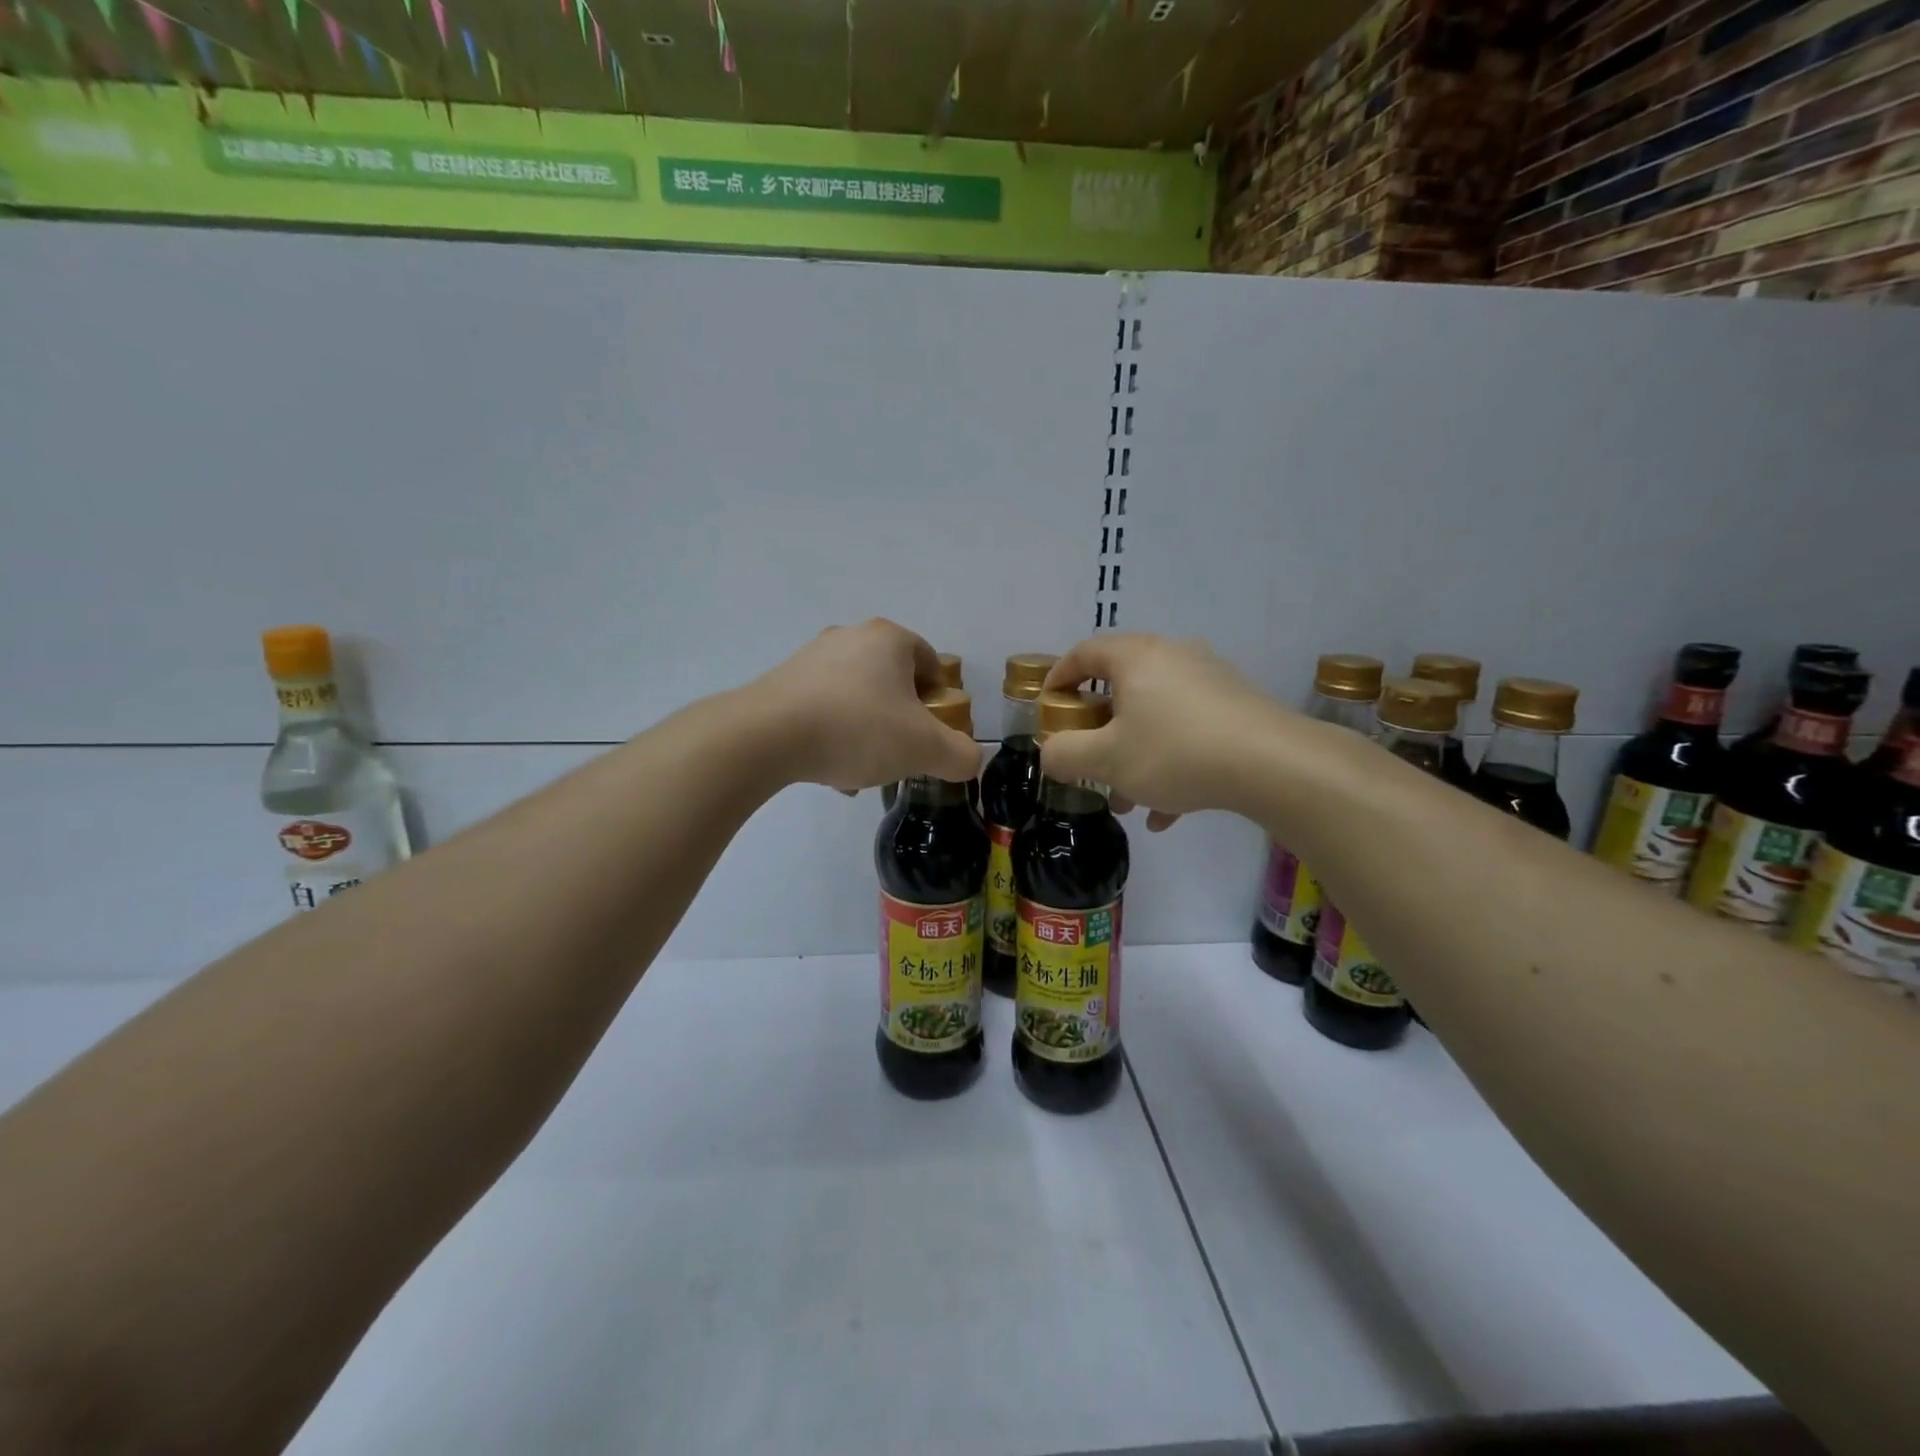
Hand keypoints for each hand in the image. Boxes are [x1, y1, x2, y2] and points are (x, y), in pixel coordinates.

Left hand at [746, 620, 981, 792]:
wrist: (766, 736)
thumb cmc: (858, 729)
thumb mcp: (925, 749)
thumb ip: (961, 756)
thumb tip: (970, 760)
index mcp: (889, 638)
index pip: (931, 663)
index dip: (940, 701)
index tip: (933, 734)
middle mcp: (850, 637)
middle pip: (892, 682)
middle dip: (901, 721)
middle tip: (900, 754)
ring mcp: (811, 656)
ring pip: (857, 698)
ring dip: (866, 732)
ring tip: (861, 771)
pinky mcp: (781, 682)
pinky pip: (822, 708)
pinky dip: (833, 735)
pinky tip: (830, 770)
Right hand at [1040, 633, 1285, 825]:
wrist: (1273, 764)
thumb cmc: (1175, 751)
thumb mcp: (1106, 759)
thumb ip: (1065, 755)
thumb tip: (1050, 753)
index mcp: (1136, 657)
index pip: (1084, 653)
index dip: (1058, 678)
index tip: (1049, 709)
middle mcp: (1173, 657)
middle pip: (1120, 689)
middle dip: (1098, 734)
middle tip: (1088, 764)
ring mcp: (1209, 681)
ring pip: (1155, 717)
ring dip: (1134, 756)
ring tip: (1128, 802)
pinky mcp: (1235, 707)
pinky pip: (1188, 731)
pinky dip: (1170, 763)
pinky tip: (1166, 812)